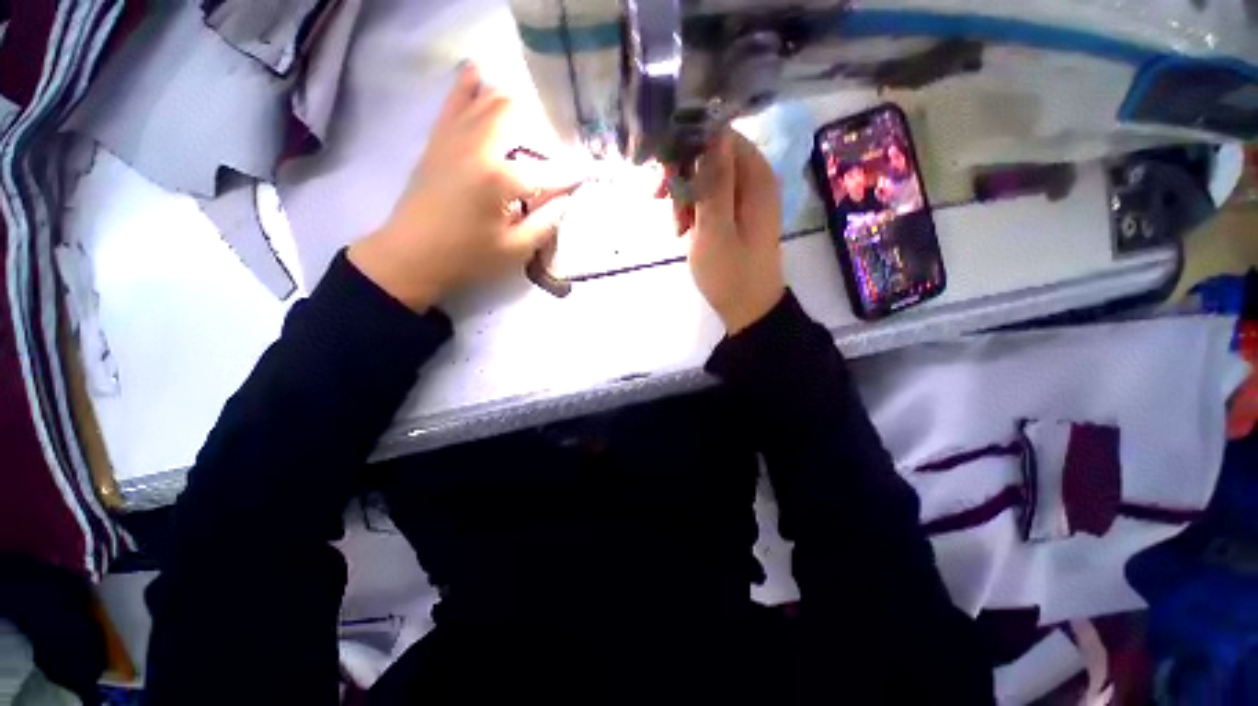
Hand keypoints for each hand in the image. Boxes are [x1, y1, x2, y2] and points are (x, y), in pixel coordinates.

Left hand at [349, 63, 582, 310]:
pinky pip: (454, 101)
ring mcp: (452, 137)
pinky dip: (469, 86)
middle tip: (552, 151)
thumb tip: (566, 200)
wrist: (410, 256)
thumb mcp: (515, 249)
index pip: (546, 171)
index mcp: (499, 179)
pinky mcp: (437, 140)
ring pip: (485, 98)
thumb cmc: (467, 257)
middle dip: (540, 127)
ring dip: (512, 103)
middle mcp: (476, 147)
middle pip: (514, 113)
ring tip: (529, 117)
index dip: (571, 174)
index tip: (588, 173)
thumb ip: (546, 222)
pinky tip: (479, 75)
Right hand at [686, 129, 784, 333]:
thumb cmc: (730, 273)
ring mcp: (746, 200)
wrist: (748, 308)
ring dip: (685, 199)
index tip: (666, 172)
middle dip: (684, 178)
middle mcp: (754, 182)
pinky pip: (711, 201)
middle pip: (712, 158)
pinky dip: (694, 213)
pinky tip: (684, 232)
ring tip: (677, 229)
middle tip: (663, 203)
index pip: (721, 137)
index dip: (690, 147)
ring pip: (707, 181)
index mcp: (755, 178)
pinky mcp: (738, 217)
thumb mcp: (715, 228)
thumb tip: (713, 136)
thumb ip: (713, 182)